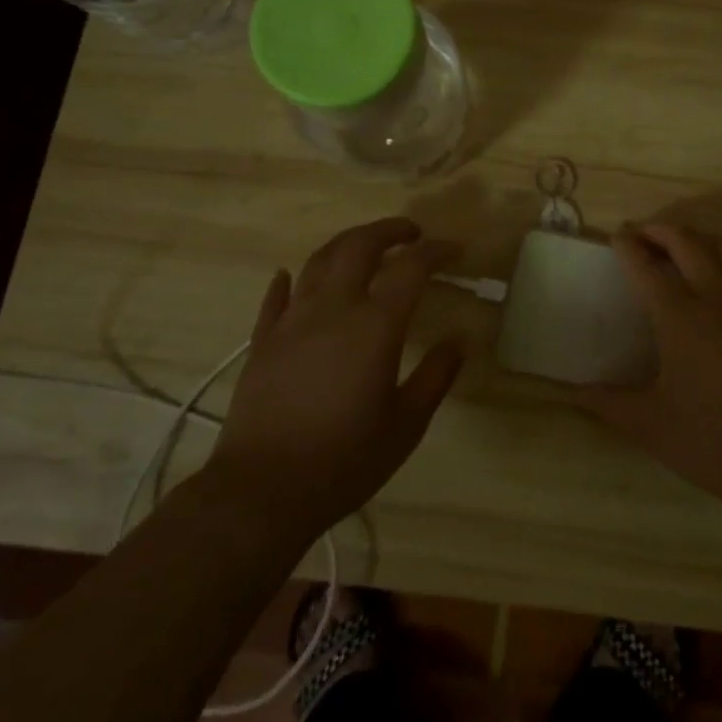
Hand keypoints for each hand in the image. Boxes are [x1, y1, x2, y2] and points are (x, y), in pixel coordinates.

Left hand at [202, 218, 464, 541]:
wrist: (262, 492)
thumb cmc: (344, 460)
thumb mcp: (406, 425)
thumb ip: (436, 376)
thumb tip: (459, 340)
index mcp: (375, 326)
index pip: (411, 268)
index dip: (436, 251)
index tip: (454, 249)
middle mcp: (333, 309)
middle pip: (359, 245)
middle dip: (389, 230)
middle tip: (411, 234)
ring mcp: (292, 321)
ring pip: (319, 260)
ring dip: (347, 243)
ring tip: (365, 246)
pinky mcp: (263, 340)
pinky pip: (277, 296)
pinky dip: (289, 279)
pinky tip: (291, 275)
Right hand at [573, 224, 721, 514]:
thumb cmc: (708, 442)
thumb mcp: (648, 424)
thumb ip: (606, 402)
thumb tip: (570, 392)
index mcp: (681, 319)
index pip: (647, 269)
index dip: (628, 248)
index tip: (616, 236)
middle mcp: (718, 299)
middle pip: (688, 243)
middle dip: (661, 231)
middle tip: (643, 233)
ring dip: (701, 240)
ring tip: (683, 245)